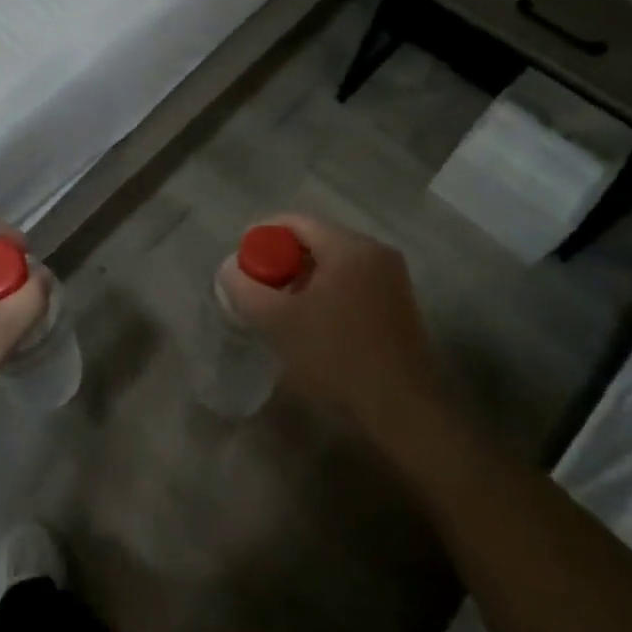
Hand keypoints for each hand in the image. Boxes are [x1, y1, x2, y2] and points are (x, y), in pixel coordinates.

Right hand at [216, 214, 440, 437]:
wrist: (402, 409)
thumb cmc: (338, 356)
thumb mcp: (279, 322)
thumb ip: (246, 289)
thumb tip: (229, 269)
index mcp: (349, 247)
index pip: (295, 221)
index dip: (261, 235)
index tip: (241, 262)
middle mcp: (375, 251)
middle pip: (315, 240)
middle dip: (281, 260)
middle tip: (258, 288)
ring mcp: (391, 278)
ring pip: (333, 263)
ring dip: (302, 278)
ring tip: (280, 308)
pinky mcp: (398, 303)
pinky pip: (351, 282)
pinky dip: (326, 292)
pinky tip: (313, 322)